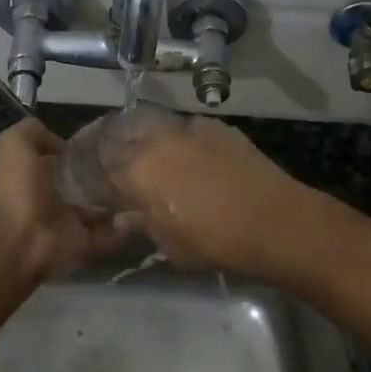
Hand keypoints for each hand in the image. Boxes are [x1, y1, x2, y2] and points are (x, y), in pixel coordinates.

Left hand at [0, 120, 126, 284]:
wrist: (18, 239)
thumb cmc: (16, 188)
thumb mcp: (14, 144)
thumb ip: (34, 132)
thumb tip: (63, 145)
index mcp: (36, 175)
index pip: (64, 161)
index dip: (83, 151)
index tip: (110, 142)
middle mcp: (53, 199)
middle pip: (86, 186)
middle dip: (109, 176)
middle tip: (135, 164)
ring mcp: (70, 223)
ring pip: (102, 210)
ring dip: (122, 201)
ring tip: (144, 187)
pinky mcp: (84, 244)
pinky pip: (110, 235)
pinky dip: (124, 227)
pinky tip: (138, 211)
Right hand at [105, 114, 308, 274]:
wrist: (273, 220)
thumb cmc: (213, 240)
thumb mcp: (169, 244)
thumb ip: (143, 224)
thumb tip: (127, 216)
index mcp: (135, 170)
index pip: (101, 170)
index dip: (97, 183)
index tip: (101, 194)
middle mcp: (155, 140)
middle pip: (121, 136)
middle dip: (116, 152)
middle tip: (121, 171)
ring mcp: (188, 128)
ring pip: (154, 127)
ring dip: (147, 142)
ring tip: (155, 162)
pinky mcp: (217, 126)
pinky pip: (187, 130)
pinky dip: (181, 142)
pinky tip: (192, 159)